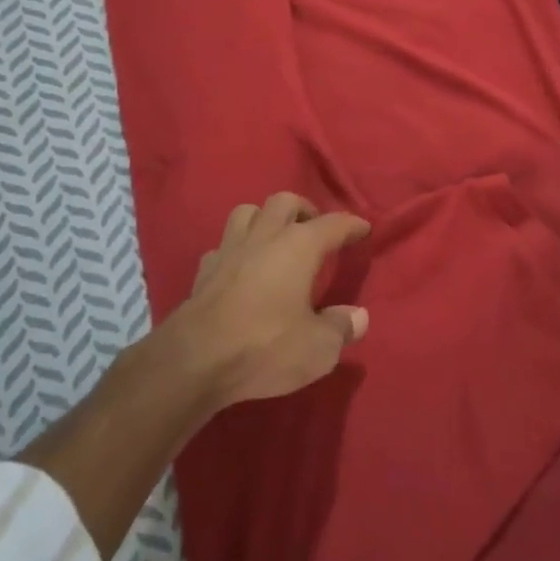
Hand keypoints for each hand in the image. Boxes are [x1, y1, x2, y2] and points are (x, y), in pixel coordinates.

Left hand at [170, 192, 372, 409]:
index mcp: (299, 246)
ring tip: (276, 238)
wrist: (196, 359)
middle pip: (285, 202)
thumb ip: (341, 328)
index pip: (333, 224)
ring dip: (265, 218)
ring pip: (248, 212)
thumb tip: (359, 316)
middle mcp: (265, 236)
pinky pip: (223, 245)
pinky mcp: (204, 269)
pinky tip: (240, 267)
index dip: (351, 225)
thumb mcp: (317, 348)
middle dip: (304, 210)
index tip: (363, 228)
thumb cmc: (265, 346)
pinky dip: (236, 249)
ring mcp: (230, 248)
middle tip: (315, 229)